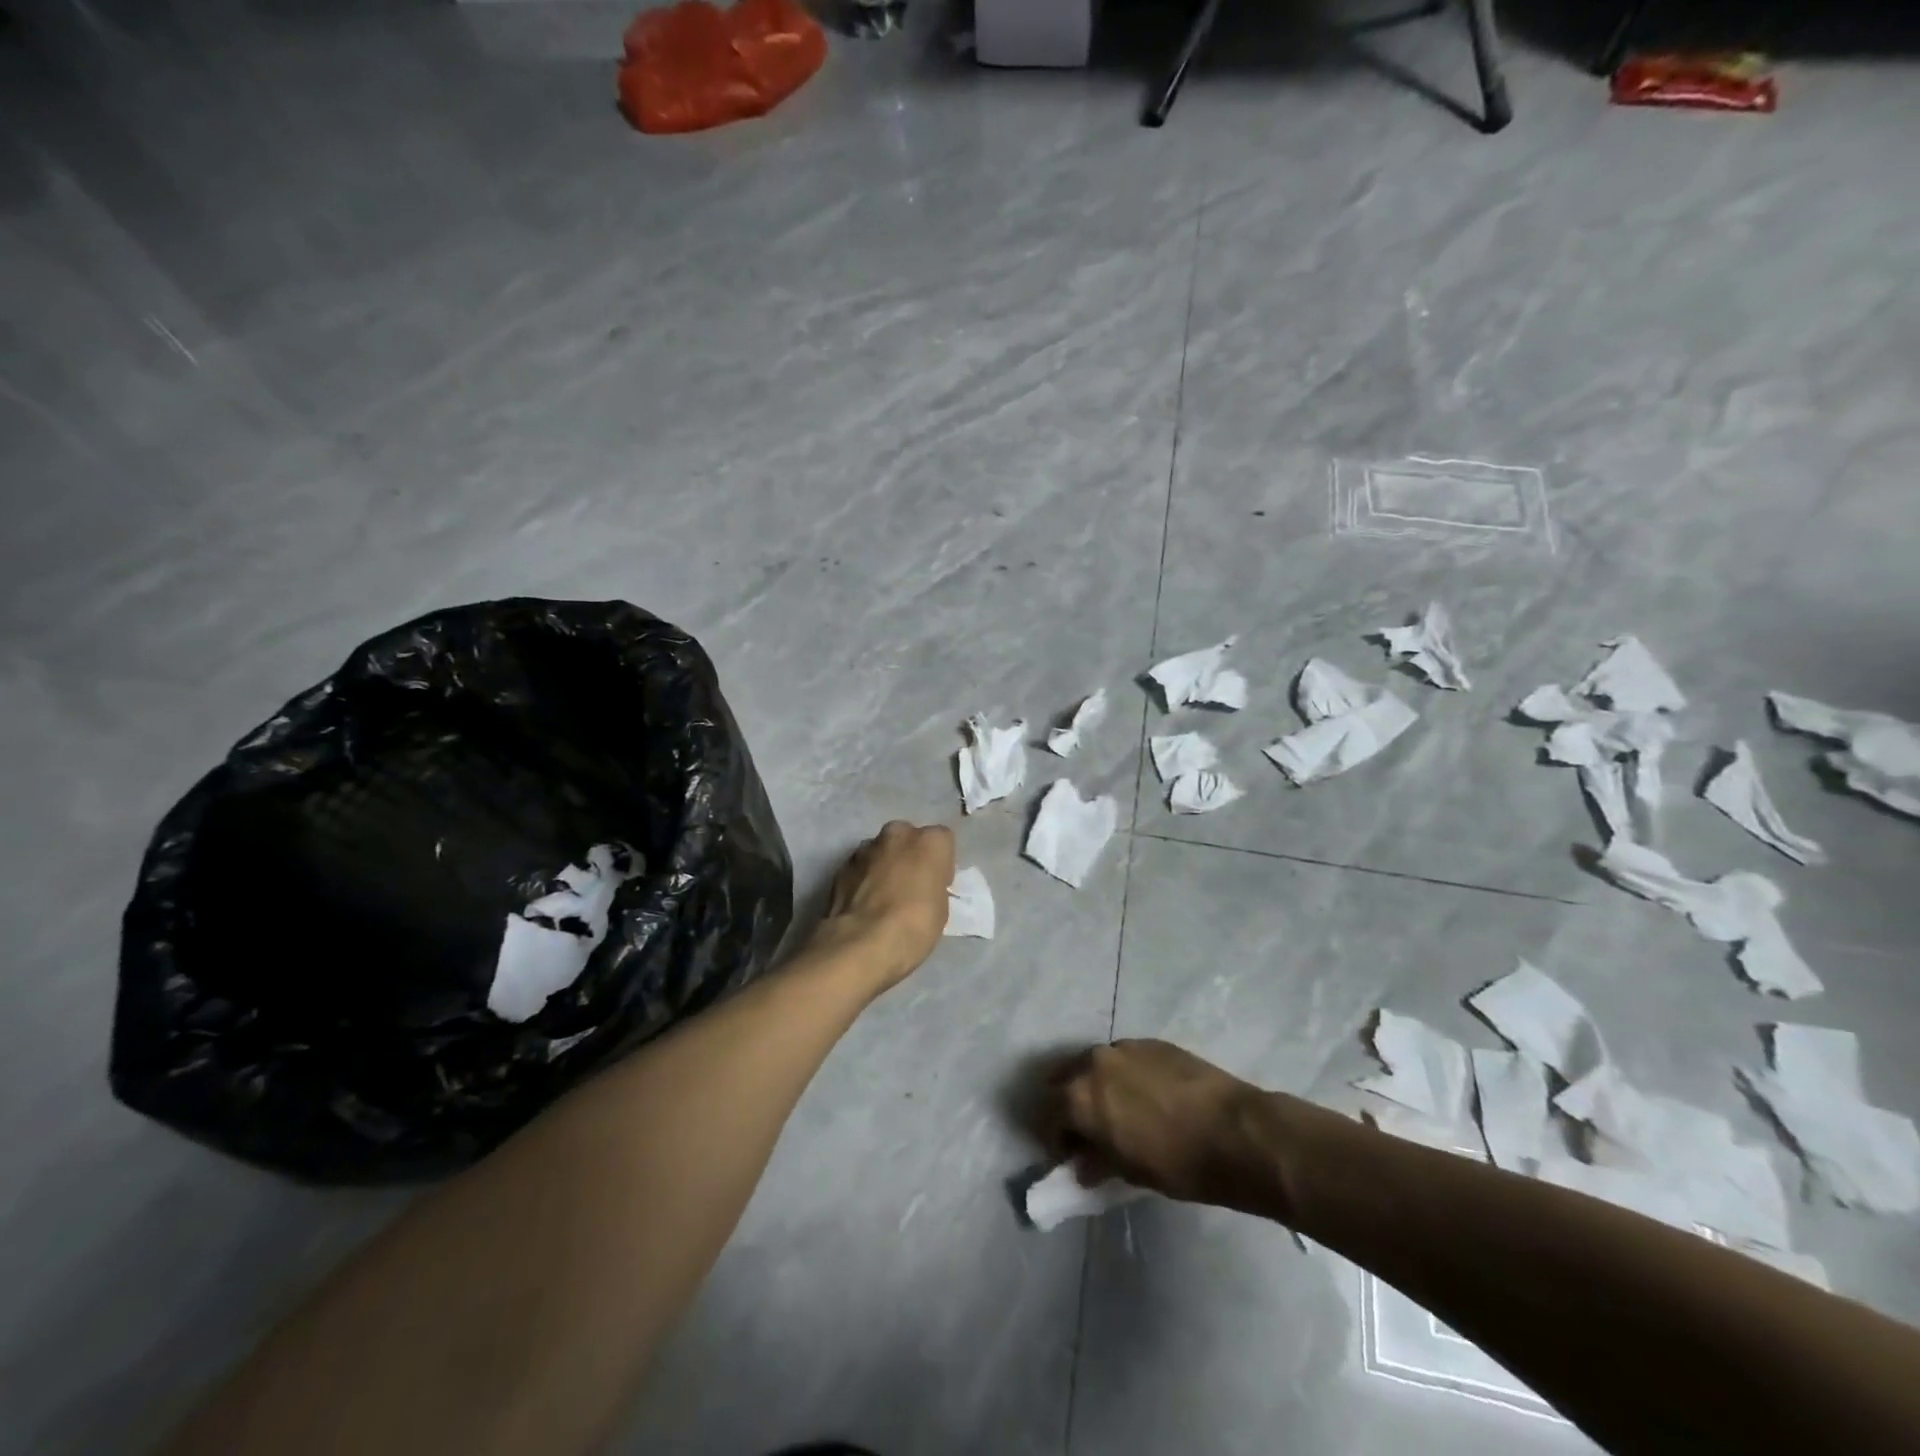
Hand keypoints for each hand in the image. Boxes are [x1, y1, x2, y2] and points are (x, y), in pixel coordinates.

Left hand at [808, 821, 954, 994]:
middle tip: (911, 886)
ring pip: (881, 850)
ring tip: (884, 898)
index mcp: (929, 841)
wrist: (863, 942)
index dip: (940, 863)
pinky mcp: (842, 865)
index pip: (942, 840)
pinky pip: (861, 867)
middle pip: (908, 838)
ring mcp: (866, 847)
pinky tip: (865, 904)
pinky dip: (864, 878)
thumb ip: (932, 885)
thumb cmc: (914, 925)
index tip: (937, 885)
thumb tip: (921, 887)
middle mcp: (897, 833)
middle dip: (909, 856)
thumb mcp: (941, 908)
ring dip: (884, 865)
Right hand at [1048, 1040, 1279, 1214]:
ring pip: (1094, 1065)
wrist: (1235, 1131)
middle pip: (1065, 1080)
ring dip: (1096, 1086)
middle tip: (1088, 1131)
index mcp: (1079, 1096)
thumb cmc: (1177, 1163)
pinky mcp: (1150, 1042)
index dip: (1056, 1138)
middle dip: (1069, 1105)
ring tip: (1118, 1111)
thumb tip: (1082, 1164)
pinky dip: (1123, 1076)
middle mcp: (1093, 1062)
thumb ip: (1097, 1162)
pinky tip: (1146, 1097)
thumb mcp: (1129, 1173)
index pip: (1047, 1115)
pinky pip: (1124, 1058)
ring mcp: (1123, 1047)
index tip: (1070, 1155)